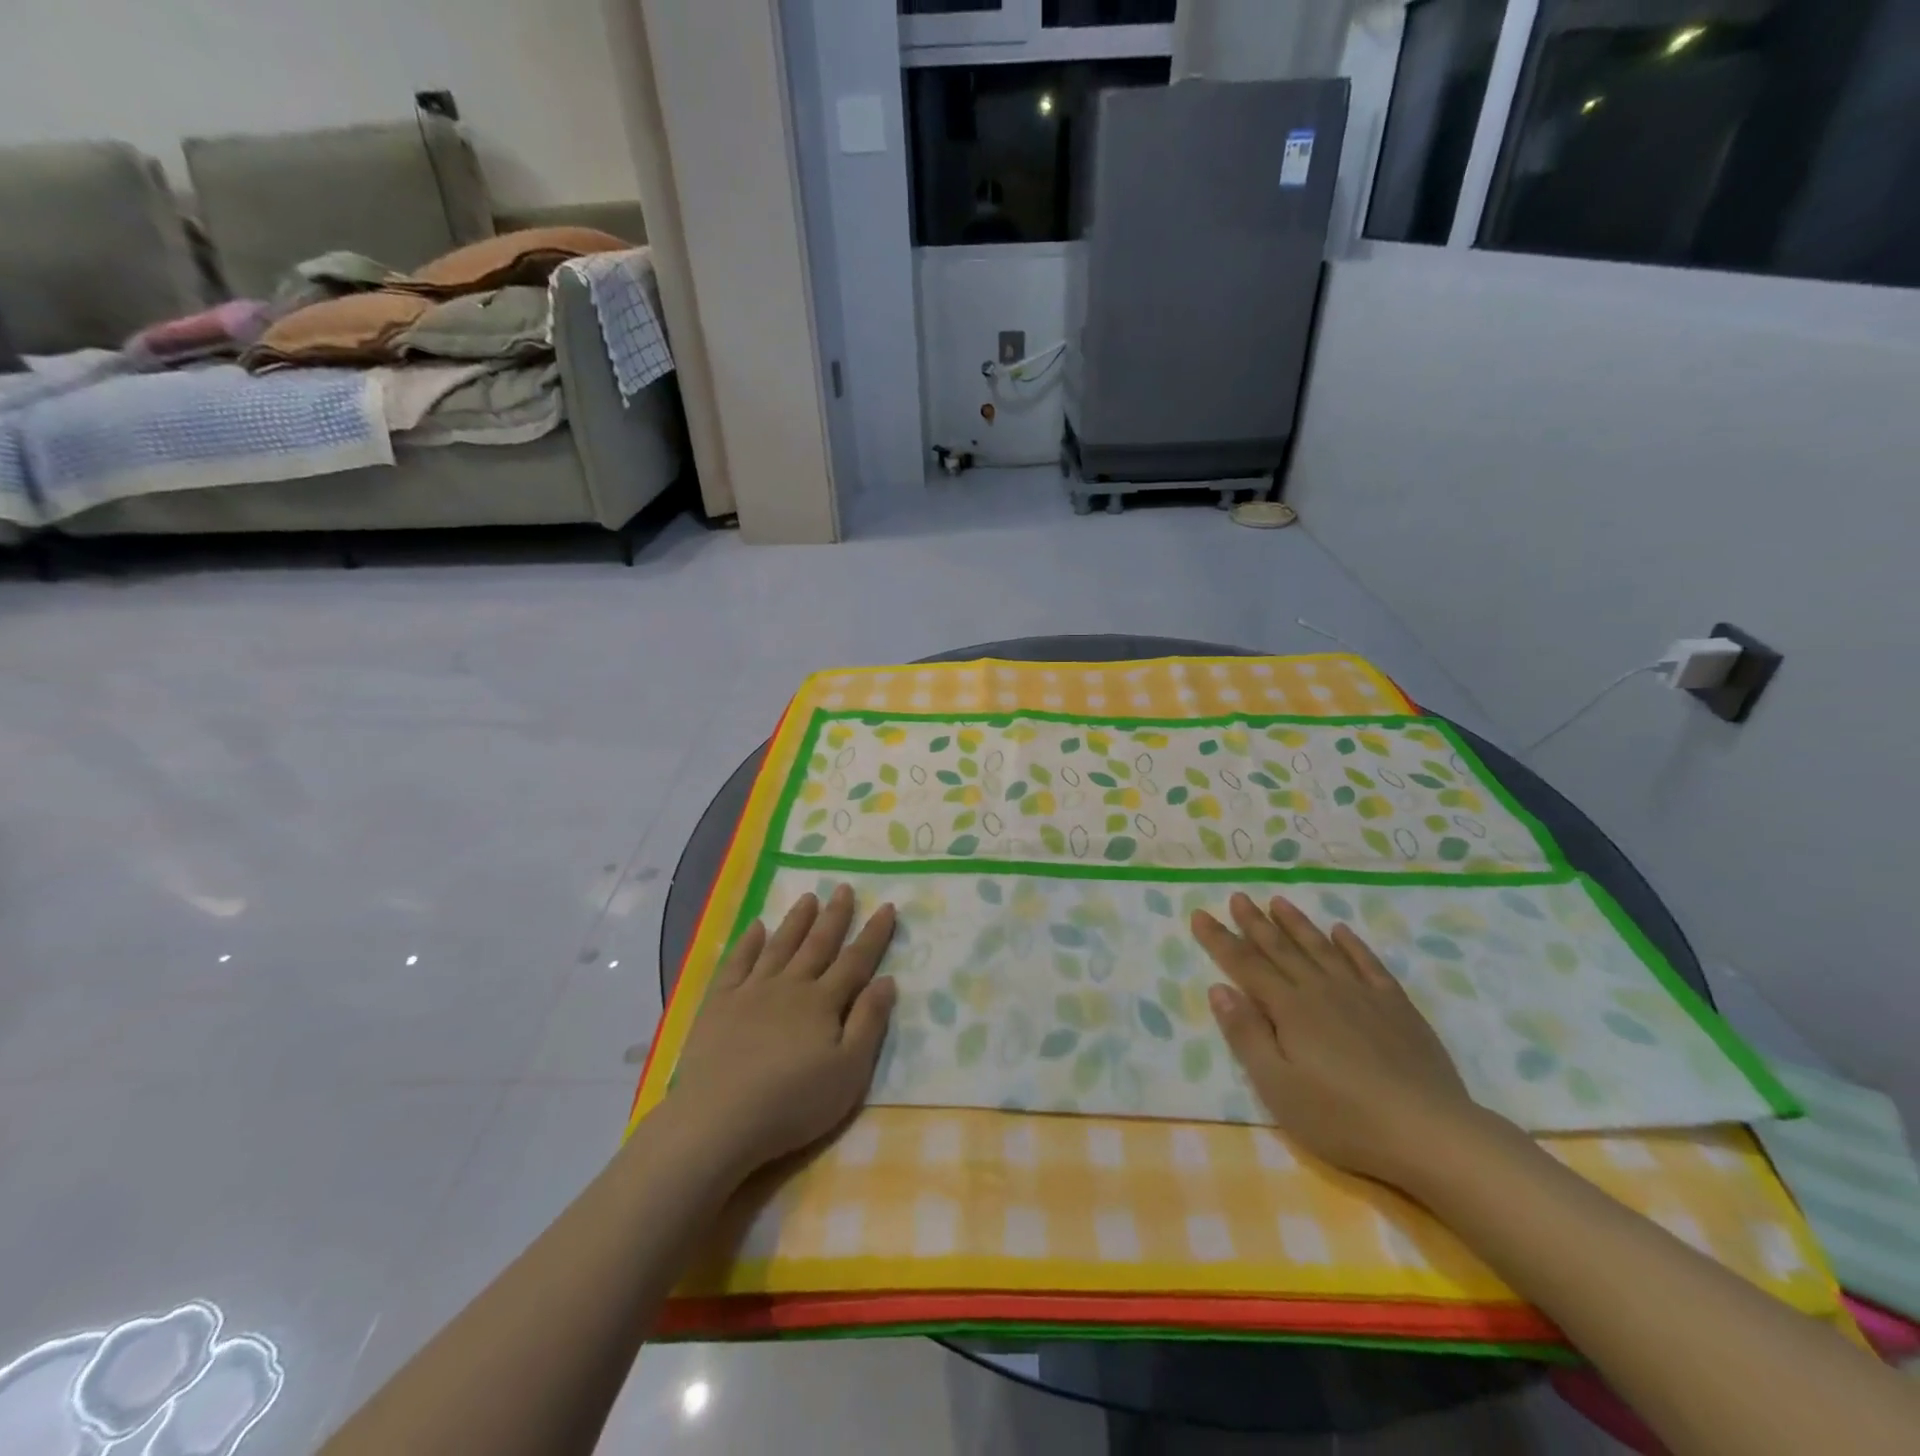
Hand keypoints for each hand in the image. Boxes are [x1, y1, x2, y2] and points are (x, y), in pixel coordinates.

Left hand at [667, 886, 897, 1182]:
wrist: (720, 1119)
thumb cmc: (793, 1102)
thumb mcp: (848, 1071)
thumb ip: (869, 1023)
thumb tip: (886, 980)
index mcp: (823, 1002)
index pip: (856, 960)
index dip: (874, 934)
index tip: (887, 906)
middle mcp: (790, 986)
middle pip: (817, 944)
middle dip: (834, 916)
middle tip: (845, 887)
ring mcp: (752, 991)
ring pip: (780, 946)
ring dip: (796, 921)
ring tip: (809, 897)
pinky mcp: (719, 1004)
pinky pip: (737, 964)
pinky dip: (748, 943)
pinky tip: (756, 927)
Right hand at [1193, 892, 1487, 1187]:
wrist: (1431, 1134)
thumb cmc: (1343, 1118)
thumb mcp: (1278, 1087)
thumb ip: (1247, 1035)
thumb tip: (1219, 989)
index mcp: (1289, 1009)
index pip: (1245, 965)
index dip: (1220, 939)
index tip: (1200, 914)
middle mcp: (1321, 990)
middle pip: (1280, 948)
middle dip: (1255, 922)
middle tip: (1238, 897)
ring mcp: (1362, 995)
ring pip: (1321, 948)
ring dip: (1297, 923)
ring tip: (1278, 901)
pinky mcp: (1397, 1007)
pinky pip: (1368, 964)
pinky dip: (1352, 945)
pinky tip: (1341, 931)